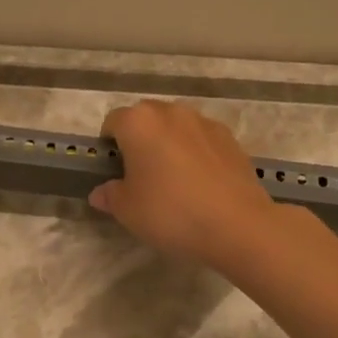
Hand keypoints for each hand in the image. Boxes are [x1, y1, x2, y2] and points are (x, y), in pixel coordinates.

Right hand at [88, 100, 282, 268]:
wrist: (236, 224)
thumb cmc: (170, 212)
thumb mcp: (128, 211)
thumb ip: (110, 195)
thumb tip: (101, 192)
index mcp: (139, 122)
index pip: (113, 122)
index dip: (109, 145)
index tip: (113, 170)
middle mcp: (171, 112)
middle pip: (146, 118)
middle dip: (139, 140)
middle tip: (141, 175)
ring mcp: (205, 122)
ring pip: (176, 127)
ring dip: (169, 143)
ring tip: (174, 180)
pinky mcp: (230, 138)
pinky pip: (202, 140)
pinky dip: (196, 153)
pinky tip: (201, 183)